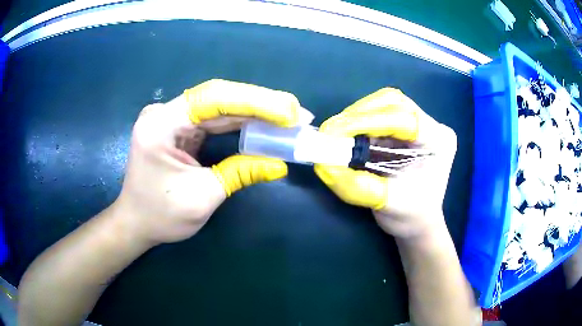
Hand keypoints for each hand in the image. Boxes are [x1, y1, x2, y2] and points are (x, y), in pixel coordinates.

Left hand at [113, 79, 300, 245]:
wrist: (136, 223)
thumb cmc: (160, 216)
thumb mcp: (202, 198)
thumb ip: (240, 174)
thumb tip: (279, 164)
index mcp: (161, 124)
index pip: (213, 100)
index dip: (254, 102)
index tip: (288, 112)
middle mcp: (165, 113)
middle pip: (219, 98)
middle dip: (261, 104)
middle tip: (297, 112)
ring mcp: (173, 118)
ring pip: (221, 107)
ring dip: (256, 112)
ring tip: (290, 117)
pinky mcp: (181, 128)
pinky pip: (216, 120)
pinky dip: (242, 123)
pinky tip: (266, 124)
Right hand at [314, 88, 456, 238]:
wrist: (417, 222)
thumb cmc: (410, 216)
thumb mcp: (387, 204)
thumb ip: (357, 185)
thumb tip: (323, 165)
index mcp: (438, 141)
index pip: (403, 119)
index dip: (366, 122)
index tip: (334, 132)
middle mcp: (431, 125)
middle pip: (393, 102)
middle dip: (360, 114)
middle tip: (334, 131)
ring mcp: (418, 124)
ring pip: (384, 104)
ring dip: (357, 116)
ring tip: (339, 134)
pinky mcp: (404, 128)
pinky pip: (378, 114)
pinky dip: (359, 123)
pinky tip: (348, 136)